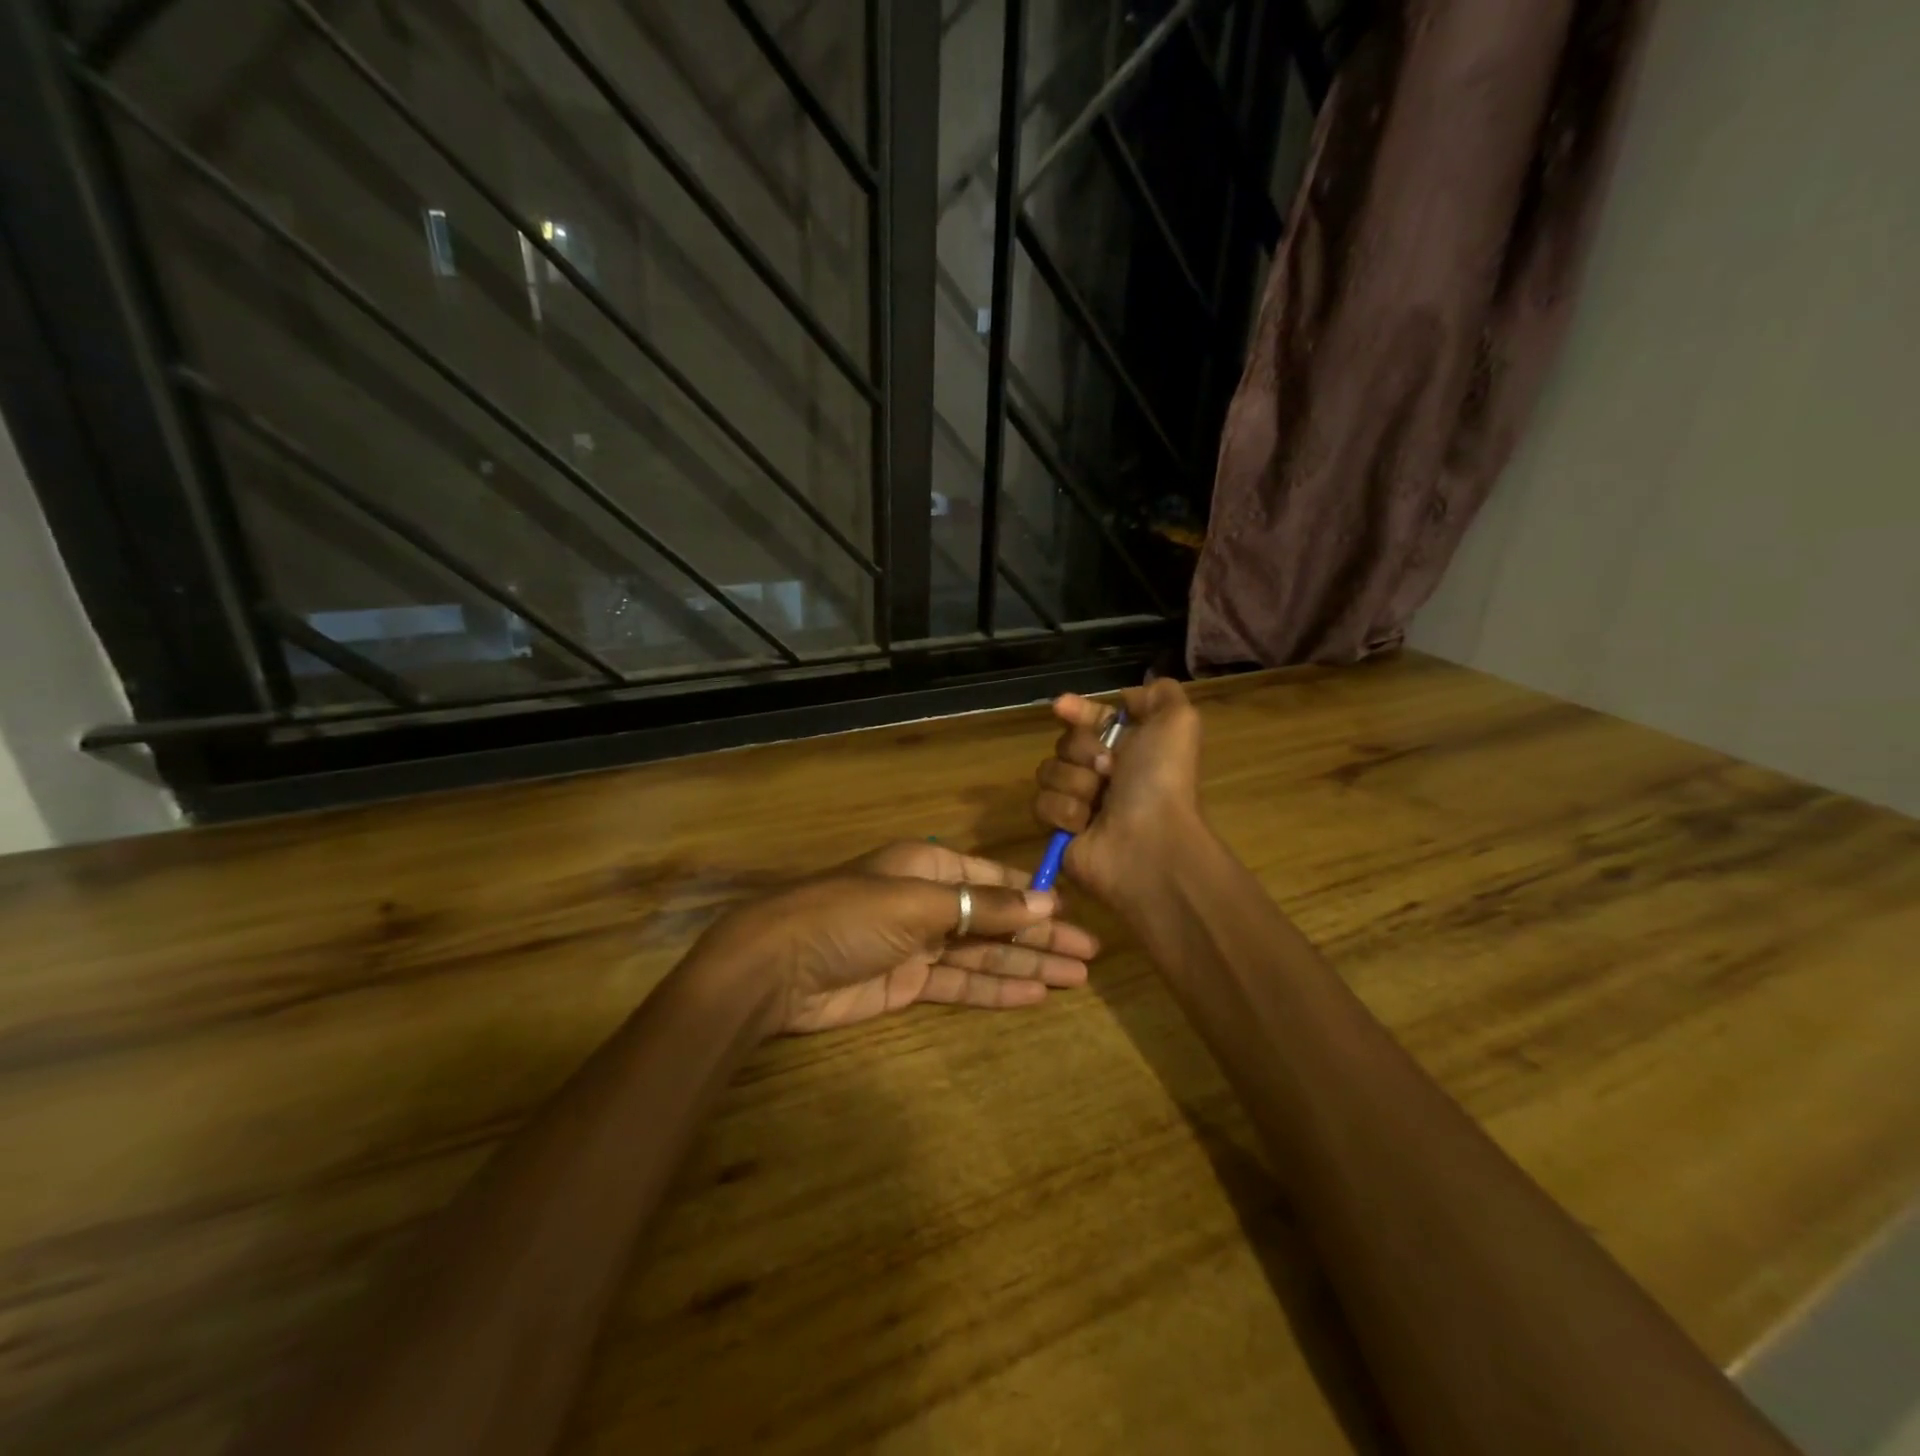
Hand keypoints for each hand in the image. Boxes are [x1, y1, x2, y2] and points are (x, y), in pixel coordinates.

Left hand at [703, 841, 1100, 1034]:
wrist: (777, 966)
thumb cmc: (849, 916)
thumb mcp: (919, 902)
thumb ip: (984, 907)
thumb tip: (1045, 903)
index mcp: (930, 866)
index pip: (995, 879)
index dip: (1034, 896)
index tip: (1074, 911)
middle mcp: (930, 901)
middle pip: (997, 919)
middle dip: (1041, 935)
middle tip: (1091, 953)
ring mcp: (920, 944)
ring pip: (985, 954)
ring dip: (1028, 965)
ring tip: (1077, 977)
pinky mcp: (908, 984)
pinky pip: (962, 984)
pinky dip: (997, 990)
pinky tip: (1035, 995)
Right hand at [1033, 678, 1205, 903]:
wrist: (1148, 844)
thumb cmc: (1161, 781)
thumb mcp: (1177, 722)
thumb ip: (1160, 695)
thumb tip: (1129, 696)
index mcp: (1130, 748)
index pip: (1091, 720)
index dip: (1078, 711)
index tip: (1062, 706)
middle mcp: (1104, 773)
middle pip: (1065, 743)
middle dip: (1083, 751)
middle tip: (1108, 769)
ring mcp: (1080, 802)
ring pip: (1049, 772)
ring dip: (1075, 783)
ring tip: (1099, 803)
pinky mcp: (1060, 831)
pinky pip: (1042, 805)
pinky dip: (1065, 812)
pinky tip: (1085, 824)